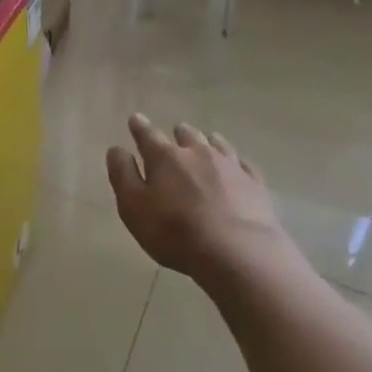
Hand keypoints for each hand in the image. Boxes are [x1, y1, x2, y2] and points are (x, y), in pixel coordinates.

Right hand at [106, 114, 285, 281]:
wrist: (237, 252)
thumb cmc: (175, 232)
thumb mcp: (134, 208)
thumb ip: (123, 175)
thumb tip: (117, 149)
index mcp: (165, 157)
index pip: (148, 134)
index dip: (139, 127)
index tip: (135, 119)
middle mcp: (198, 152)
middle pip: (186, 135)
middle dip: (177, 134)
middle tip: (174, 136)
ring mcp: (230, 165)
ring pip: (216, 143)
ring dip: (206, 143)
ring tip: (205, 144)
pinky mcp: (254, 182)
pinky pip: (242, 164)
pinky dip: (235, 162)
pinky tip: (236, 167)